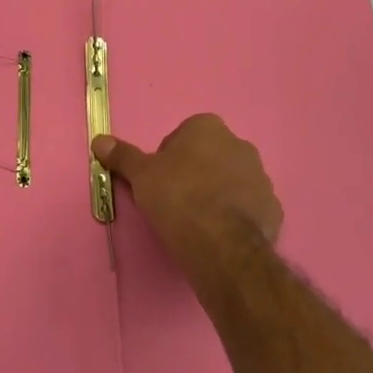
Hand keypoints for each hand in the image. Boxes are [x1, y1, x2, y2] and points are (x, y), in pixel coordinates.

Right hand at [93, 114, 282, 287]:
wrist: (221, 244)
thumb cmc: (177, 198)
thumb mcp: (141, 176)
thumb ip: (123, 156)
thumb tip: (99, 139)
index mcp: (207, 127)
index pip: (183, 137)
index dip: (168, 160)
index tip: (160, 183)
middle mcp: (239, 144)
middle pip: (210, 156)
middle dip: (196, 174)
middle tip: (177, 202)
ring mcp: (261, 176)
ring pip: (232, 181)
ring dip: (218, 194)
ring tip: (199, 222)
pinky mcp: (274, 207)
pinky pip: (250, 207)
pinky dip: (237, 216)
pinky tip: (220, 235)